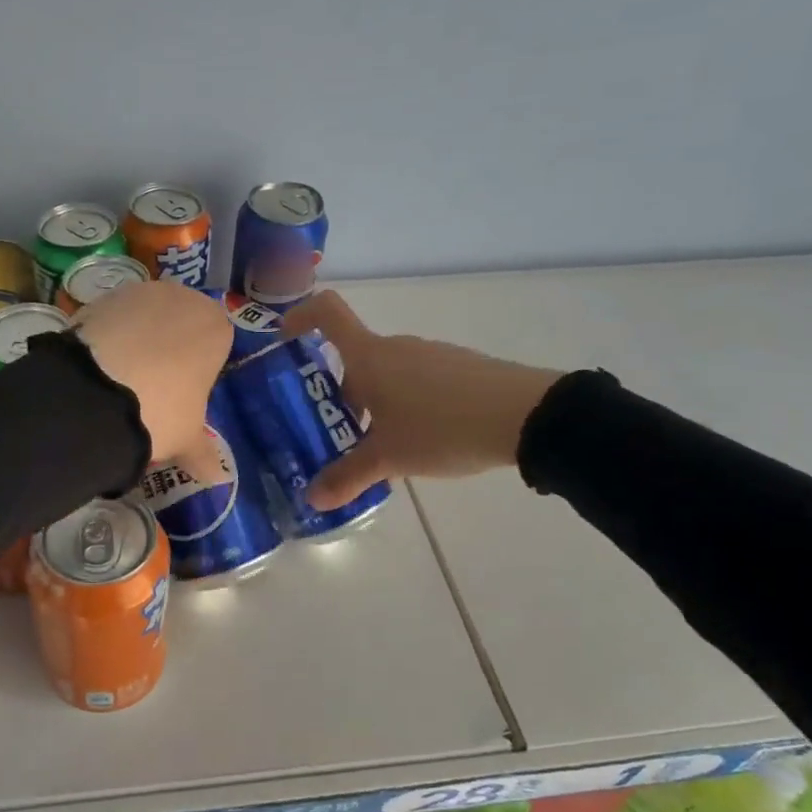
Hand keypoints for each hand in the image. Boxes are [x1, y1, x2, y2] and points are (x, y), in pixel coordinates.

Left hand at [72, 281, 229, 481]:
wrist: (96, 393)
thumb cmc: (162, 411)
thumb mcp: (186, 438)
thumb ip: (203, 453)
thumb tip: (218, 478)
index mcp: (215, 326)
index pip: (216, 341)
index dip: (200, 367)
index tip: (184, 392)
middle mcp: (182, 298)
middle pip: (180, 322)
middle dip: (169, 347)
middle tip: (151, 386)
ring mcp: (139, 292)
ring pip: (144, 316)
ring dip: (136, 338)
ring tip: (118, 378)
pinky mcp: (100, 297)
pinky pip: (111, 317)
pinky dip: (107, 336)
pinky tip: (96, 366)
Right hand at [282, 289, 564, 508]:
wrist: (526, 416)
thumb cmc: (441, 427)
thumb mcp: (389, 459)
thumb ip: (347, 477)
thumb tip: (312, 499)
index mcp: (369, 357)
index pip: (326, 312)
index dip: (300, 316)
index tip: (284, 340)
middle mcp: (397, 346)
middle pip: (354, 357)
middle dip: (339, 392)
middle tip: (334, 432)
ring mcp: (431, 354)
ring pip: (387, 372)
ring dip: (374, 401)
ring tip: (380, 446)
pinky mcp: (459, 367)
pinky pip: (417, 379)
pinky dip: (405, 403)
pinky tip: (422, 439)